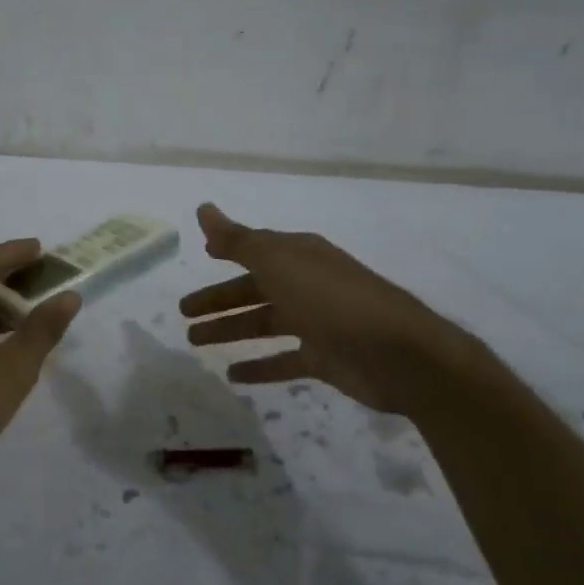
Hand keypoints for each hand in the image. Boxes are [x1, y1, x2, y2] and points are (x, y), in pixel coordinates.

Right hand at [179, 203, 481, 416]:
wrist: (400, 355)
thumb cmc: (333, 300)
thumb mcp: (280, 264)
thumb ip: (238, 240)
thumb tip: (203, 209)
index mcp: (298, 256)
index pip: (255, 249)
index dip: (228, 250)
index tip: (202, 255)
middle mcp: (307, 284)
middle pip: (254, 289)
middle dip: (218, 299)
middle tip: (182, 312)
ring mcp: (317, 323)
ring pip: (263, 324)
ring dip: (230, 330)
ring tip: (195, 341)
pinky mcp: (325, 358)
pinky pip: (284, 360)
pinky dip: (259, 367)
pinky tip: (233, 375)